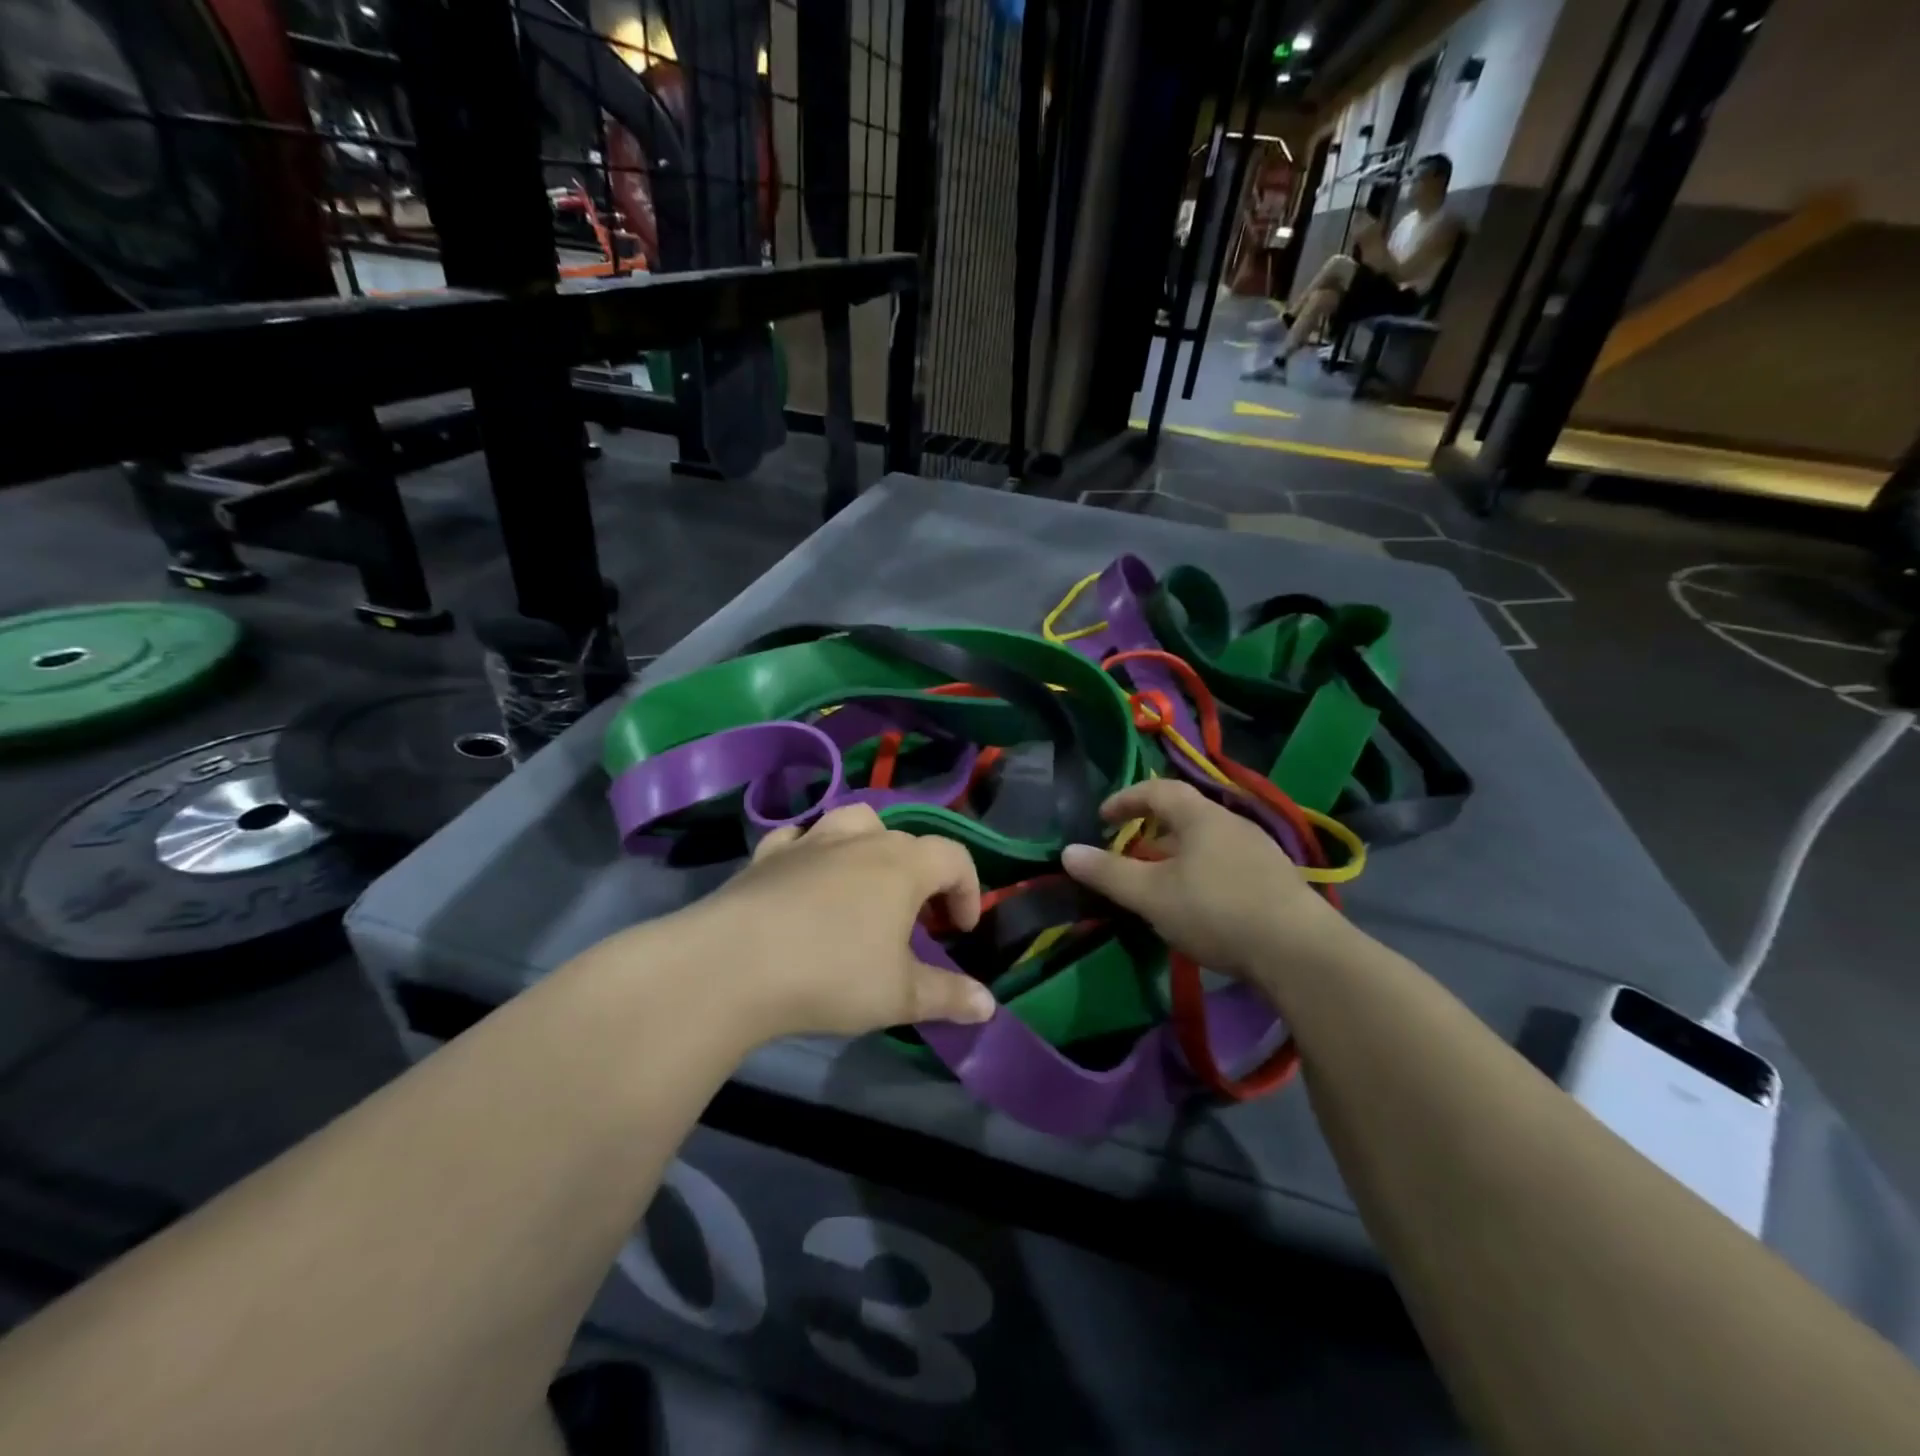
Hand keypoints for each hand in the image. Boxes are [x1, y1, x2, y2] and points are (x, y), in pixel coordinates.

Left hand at [680, 804, 997, 1039]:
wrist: (734, 964)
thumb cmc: (832, 974)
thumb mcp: (899, 996)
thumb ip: (948, 996)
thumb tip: (989, 1005)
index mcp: (902, 866)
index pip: (954, 858)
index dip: (968, 890)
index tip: (960, 931)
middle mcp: (860, 841)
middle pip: (906, 840)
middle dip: (922, 875)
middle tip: (917, 920)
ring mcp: (810, 842)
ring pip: (853, 822)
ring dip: (870, 845)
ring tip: (866, 882)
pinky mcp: (767, 855)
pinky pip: (799, 838)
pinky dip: (811, 851)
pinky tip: (806, 878)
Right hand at [1060, 780, 1350, 983]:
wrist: (1300, 952)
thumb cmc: (1216, 911)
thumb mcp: (1151, 894)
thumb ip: (1108, 873)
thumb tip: (1068, 852)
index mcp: (1201, 816)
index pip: (1158, 790)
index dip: (1126, 798)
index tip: (1103, 817)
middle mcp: (1233, 824)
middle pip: (1185, 814)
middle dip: (1152, 829)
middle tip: (1129, 852)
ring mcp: (1261, 851)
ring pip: (1208, 841)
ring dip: (1178, 853)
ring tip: (1161, 881)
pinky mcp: (1277, 881)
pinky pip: (1227, 863)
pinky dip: (1202, 872)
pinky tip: (1200, 904)